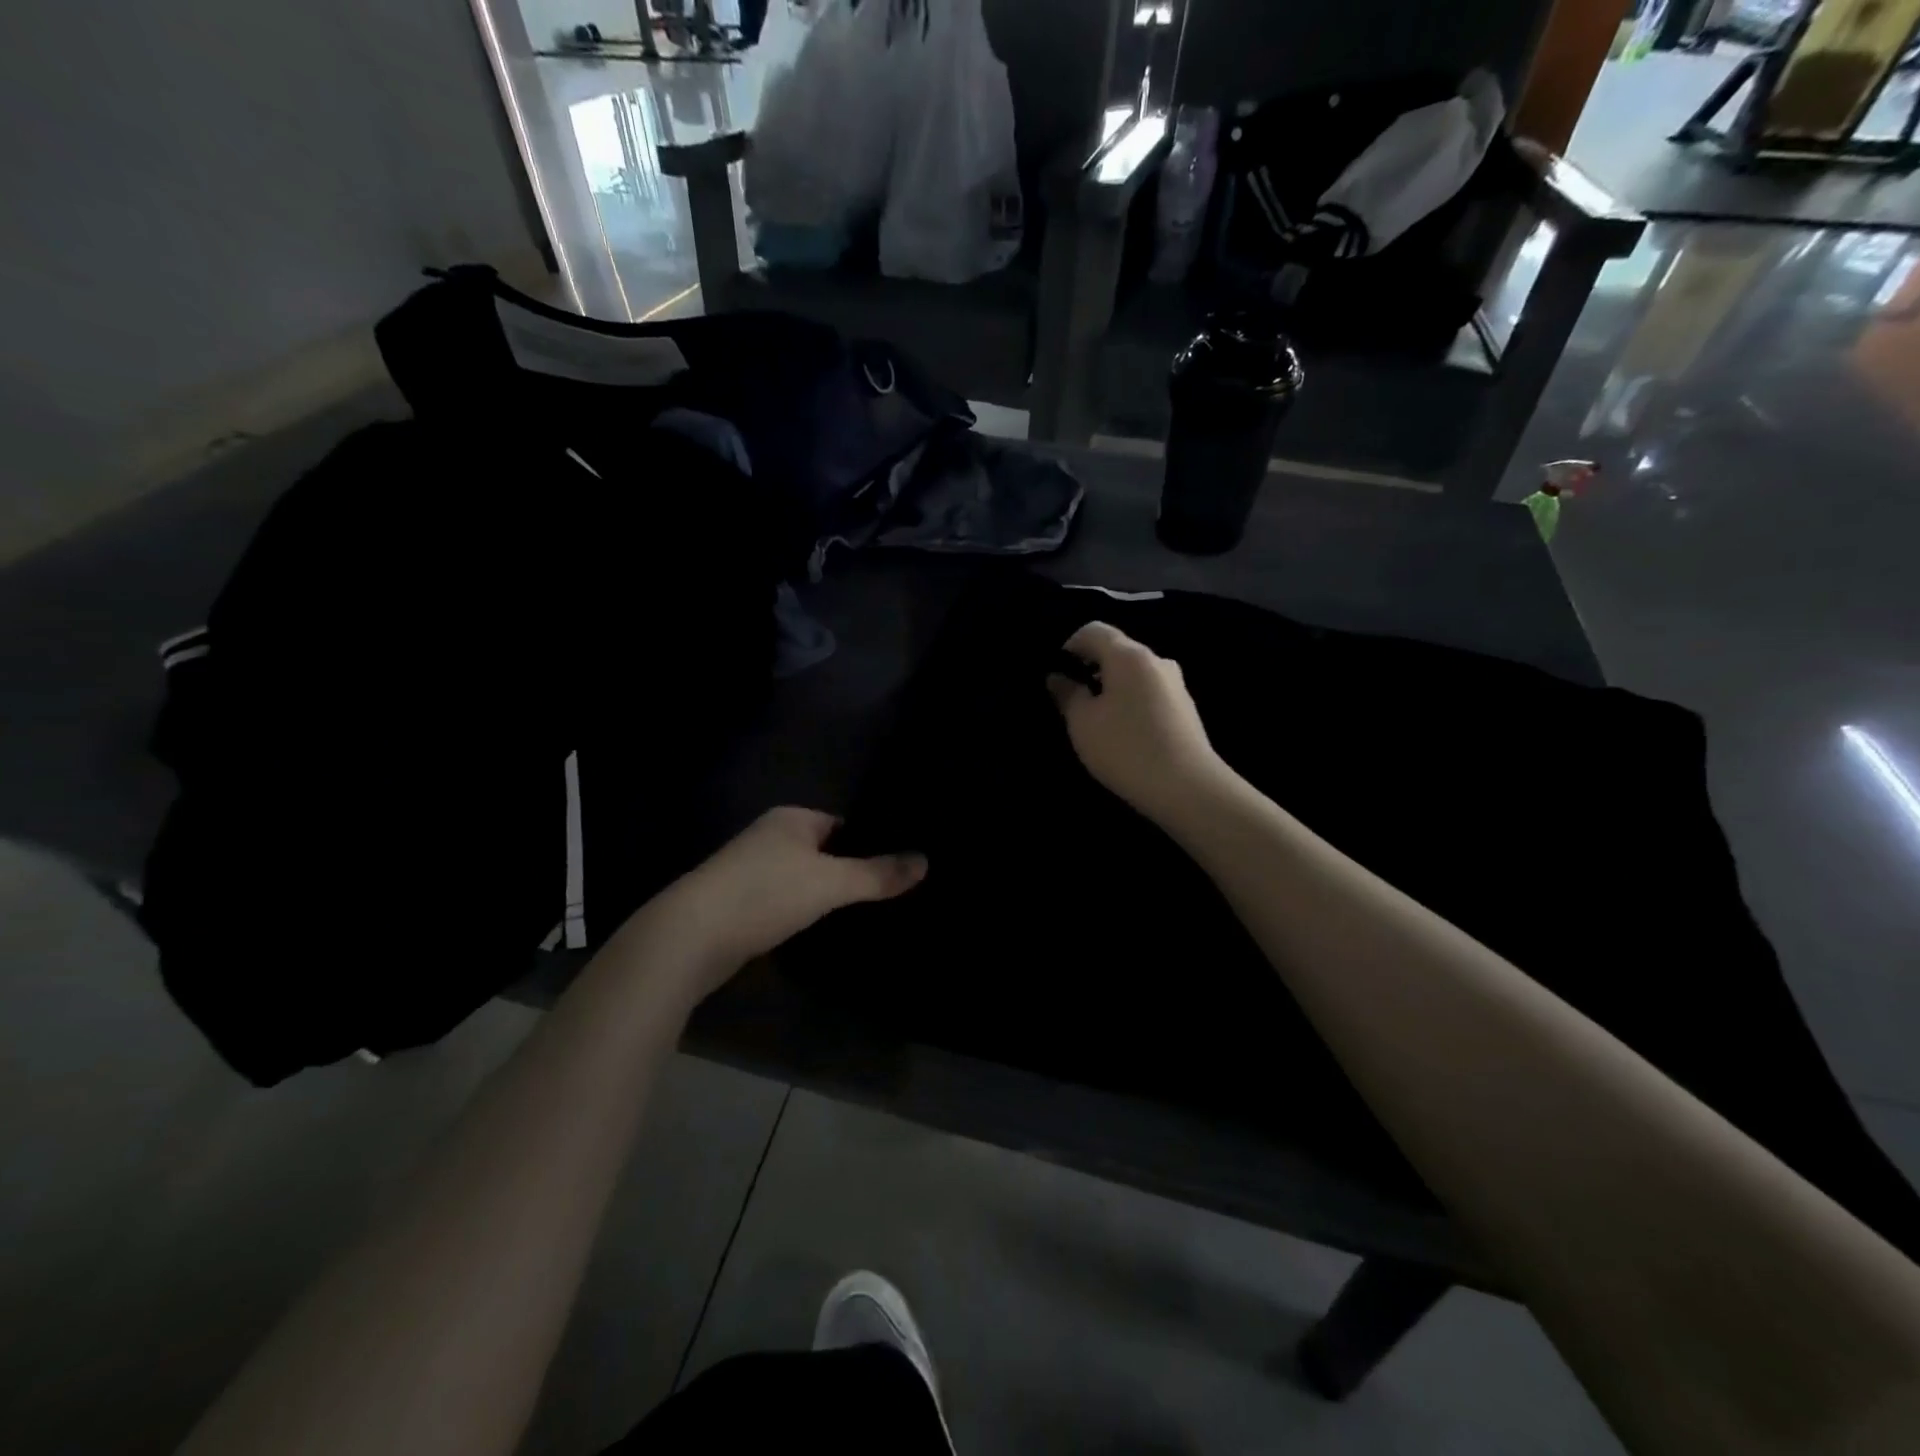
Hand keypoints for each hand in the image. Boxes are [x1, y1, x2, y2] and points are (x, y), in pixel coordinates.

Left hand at [630, 808, 926, 1004]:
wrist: (690, 937)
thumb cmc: (764, 894)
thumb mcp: (830, 883)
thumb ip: (877, 874)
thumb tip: (925, 861)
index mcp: (791, 819)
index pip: (843, 823)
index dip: (870, 843)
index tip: (898, 866)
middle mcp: (769, 837)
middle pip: (824, 851)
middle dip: (850, 871)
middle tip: (888, 894)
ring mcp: (750, 870)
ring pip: (803, 878)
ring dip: (824, 894)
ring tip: (862, 914)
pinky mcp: (739, 903)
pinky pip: (784, 901)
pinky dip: (802, 912)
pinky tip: (821, 930)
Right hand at [1047, 621, 1226, 823]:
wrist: (1187, 787)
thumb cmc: (1126, 748)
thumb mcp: (1083, 723)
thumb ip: (1067, 694)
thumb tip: (1058, 677)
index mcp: (1128, 655)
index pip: (1093, 630)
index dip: (1069, 645)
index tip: (1056, 672)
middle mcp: (1156, 660)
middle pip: (1116, 650)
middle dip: (1091, 667)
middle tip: (1071, 698)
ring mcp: (1175, 683)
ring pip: (1134, 673)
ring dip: (1112, 686)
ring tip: (1096, 717)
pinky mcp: (1185, 707)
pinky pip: (1149, 691)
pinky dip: (1130, 700)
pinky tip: (1123, 730)